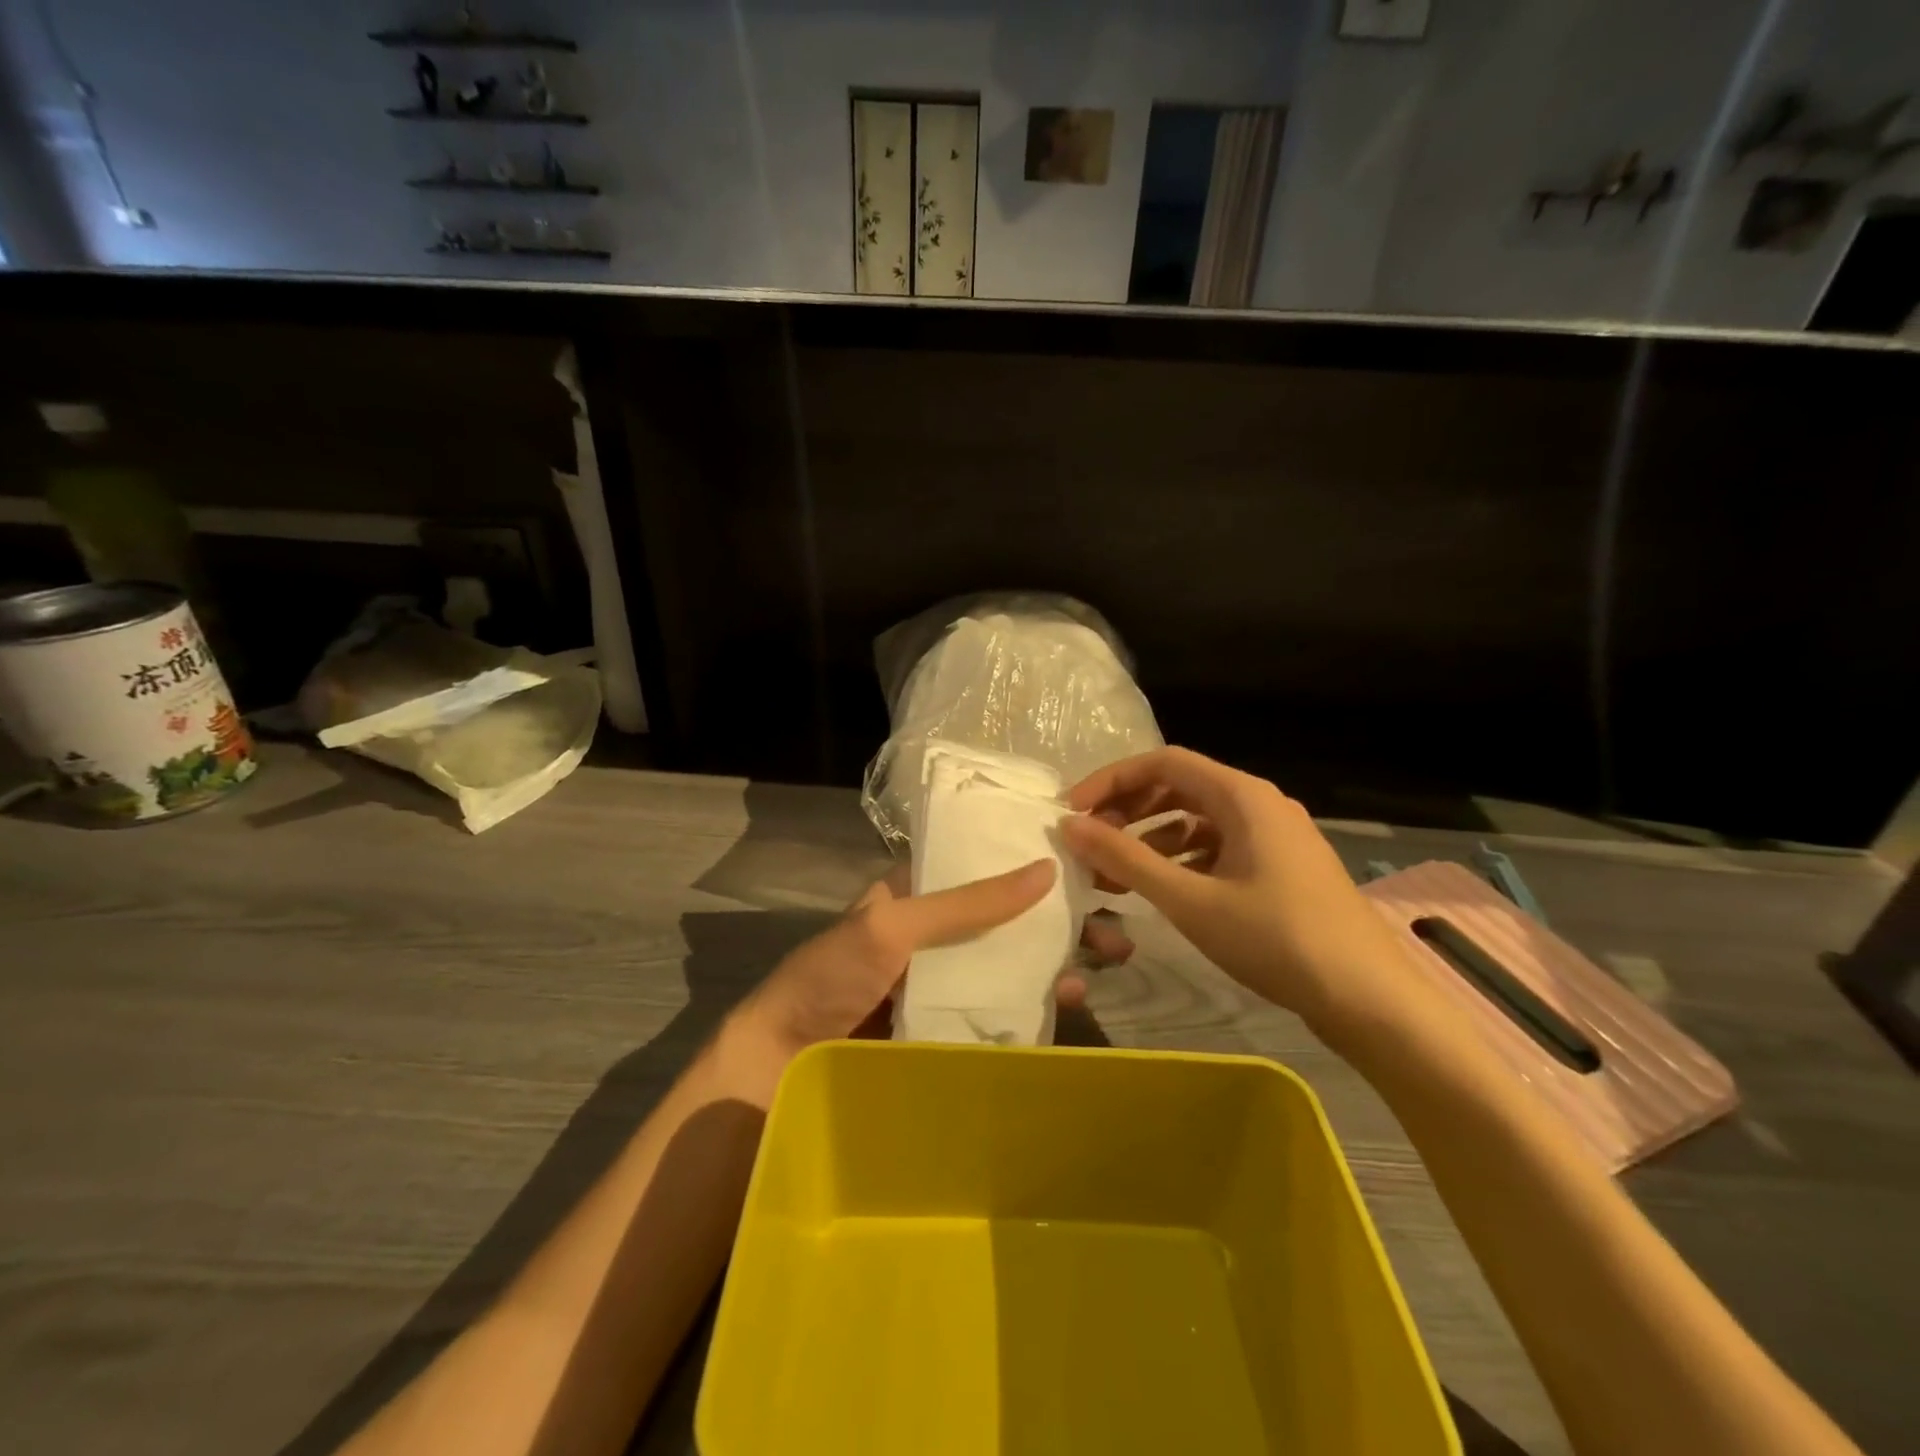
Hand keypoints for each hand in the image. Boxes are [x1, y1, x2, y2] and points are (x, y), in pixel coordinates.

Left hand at [721, 860, 1131, 1100]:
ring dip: (1058, 957)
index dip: (1027, 862)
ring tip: (1109, 958)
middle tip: (1114, 920)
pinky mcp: (947, 1028)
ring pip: (1010, 962)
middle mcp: (933, 935)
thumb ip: (966, 902)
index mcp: (913, 897)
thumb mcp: (892, 925)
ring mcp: (942, 984)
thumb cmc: (830, 978)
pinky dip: (1037, 1002)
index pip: (980, 867)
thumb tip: (1044, 869)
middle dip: (1059, 916)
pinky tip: (1072, 999)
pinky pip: (1000, 1009)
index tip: (1082, 863)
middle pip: (1006, 918)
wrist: (778, 1070)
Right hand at [1059, 747, 1460, 1052]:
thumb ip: (1126, 858)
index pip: (1162, 763)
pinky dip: (1181, 860)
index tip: (1073, 811)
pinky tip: (1160, 890)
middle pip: (1178, 787)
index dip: (1111, 780)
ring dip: (1150, 839)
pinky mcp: (1279, 868)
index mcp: (1242, 795)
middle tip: (1089, 843)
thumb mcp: (1190, 899)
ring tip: (1113, 873)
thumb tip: (1071, 825)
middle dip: (1128, 810)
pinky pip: (1217, 847)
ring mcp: (1273, 837)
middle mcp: (1259, 804)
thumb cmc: (1277, 939)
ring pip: (1197, 820)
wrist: (1370, 999)